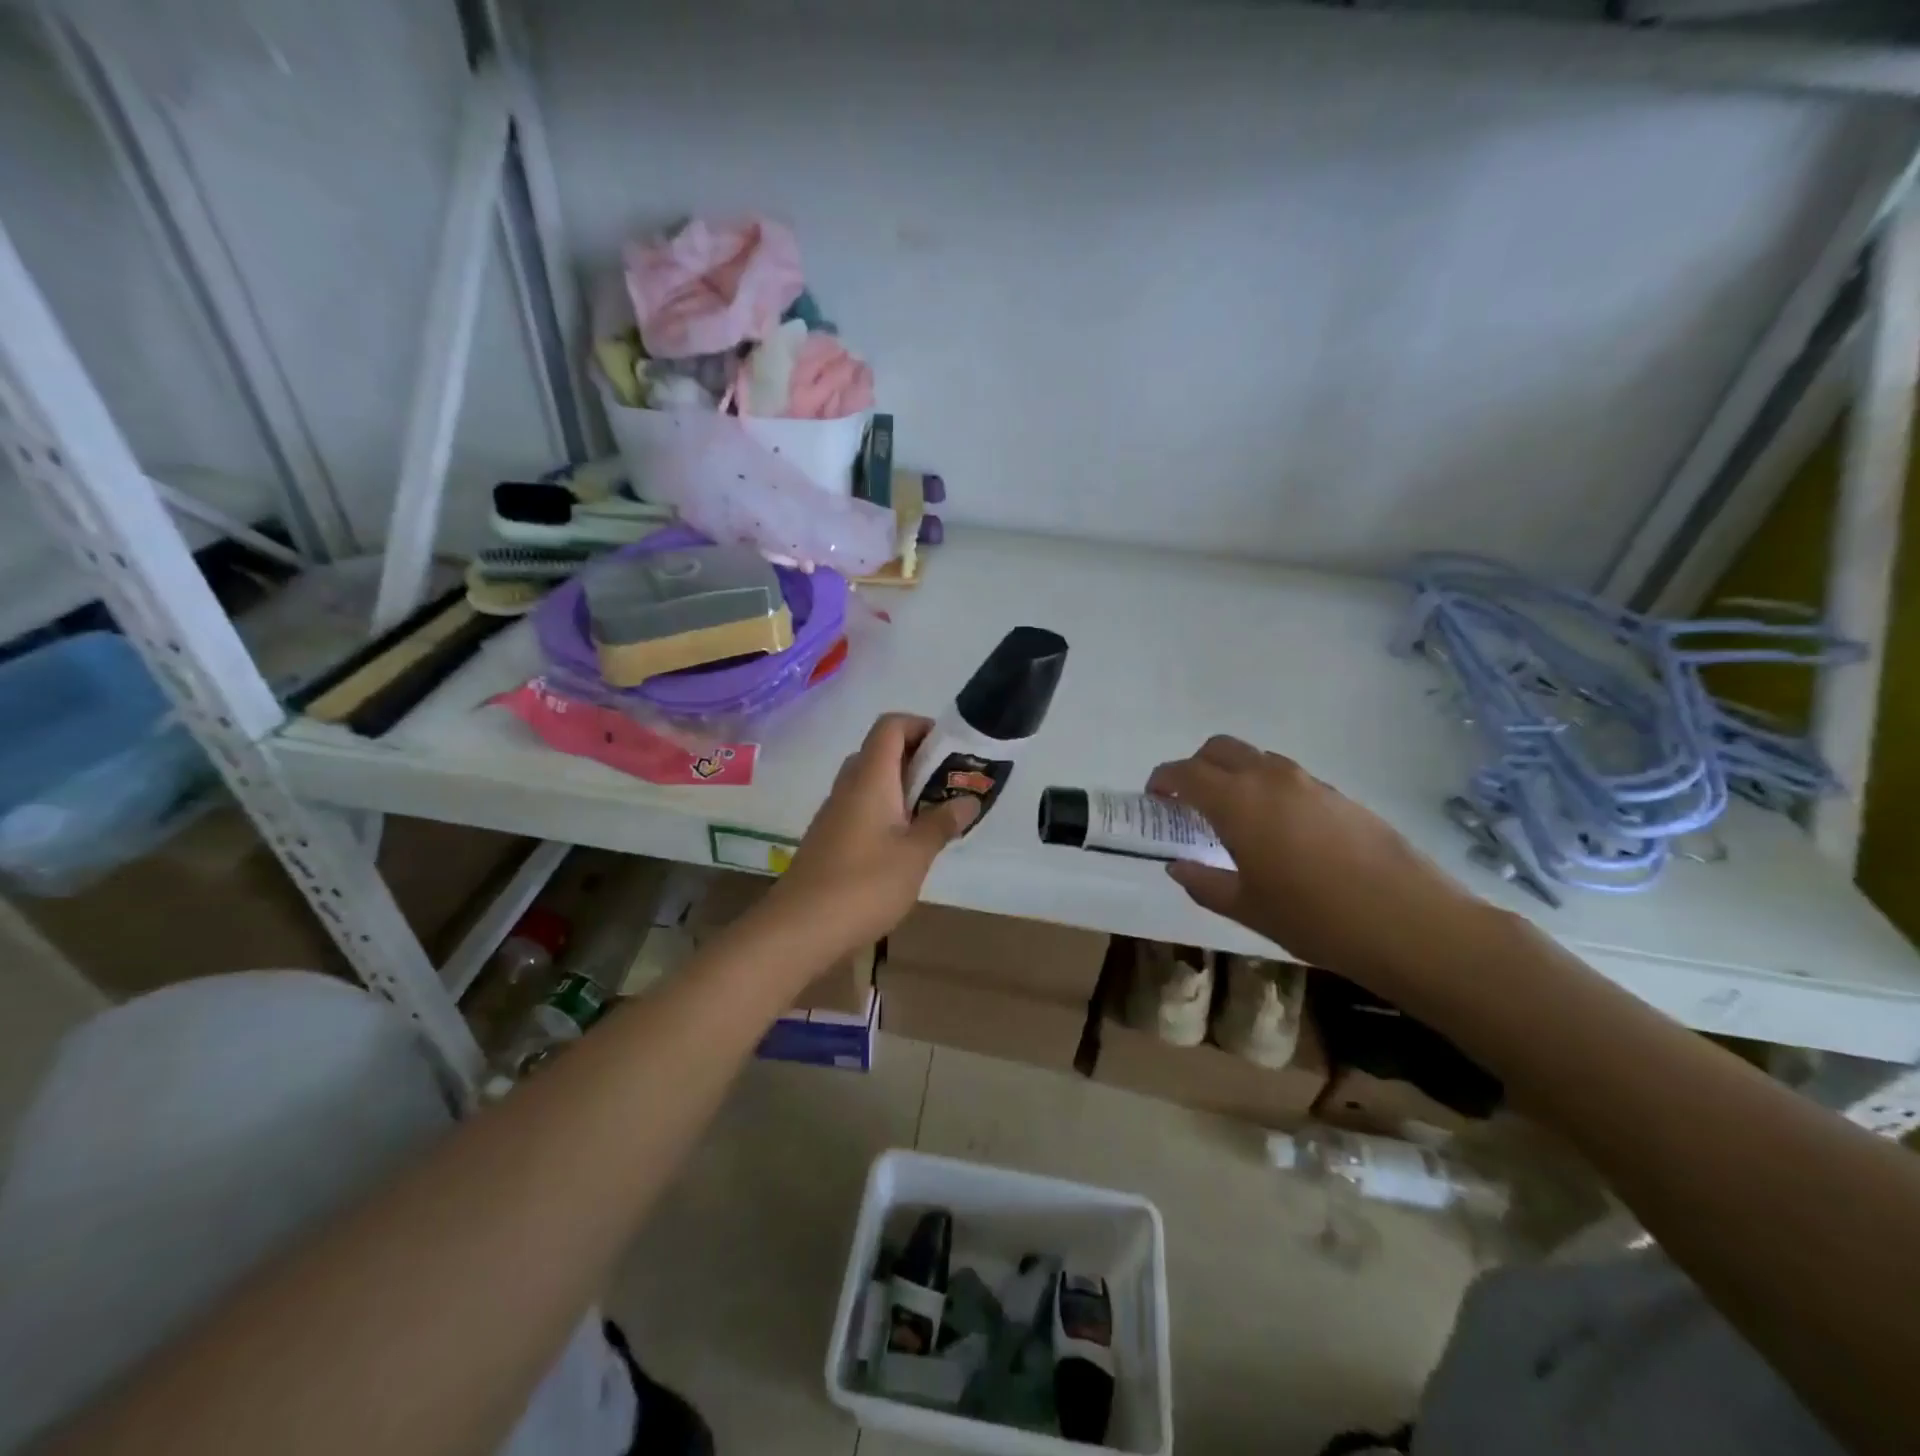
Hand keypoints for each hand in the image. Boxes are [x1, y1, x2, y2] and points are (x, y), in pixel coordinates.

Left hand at [757, 714, 976, 962]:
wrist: (799, 928)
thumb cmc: (864, 884)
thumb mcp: (915, 855)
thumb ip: (942, 823)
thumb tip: (968, 800)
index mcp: (870, 778)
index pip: (890, 726)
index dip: (921, 726)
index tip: (950, 750)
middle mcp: (848, 786)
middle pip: (881, 751)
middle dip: (918, 760)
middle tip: (949, 784)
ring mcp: (834, 812)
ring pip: (871, 781)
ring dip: (903, 788)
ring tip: (934, 814)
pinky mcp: (828, 838)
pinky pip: (861, 807)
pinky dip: (886, 811)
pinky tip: (904, 844)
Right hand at [1147, 735, 1481, 985]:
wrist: (1410, 923)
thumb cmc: (1314, 918)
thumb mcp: (1247, 908)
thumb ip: (1204, 882)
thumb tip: (1179, 866)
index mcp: (1238, 801)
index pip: (1186, 772)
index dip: (1163, 780)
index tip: (1155, 798)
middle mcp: (1270, 778)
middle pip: (1220, 748)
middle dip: (1196, 767)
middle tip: (1189, 802)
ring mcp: (1309, 782)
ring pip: (1257, 759)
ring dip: (1234, 775)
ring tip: (1234, 818)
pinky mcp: (1339, 795)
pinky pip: (1288, 777)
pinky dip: (1267, 789)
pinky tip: (1279, 832)